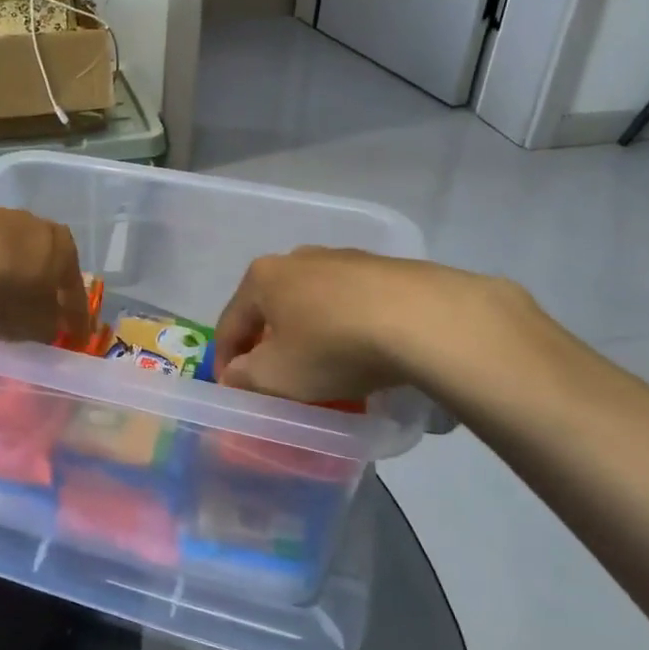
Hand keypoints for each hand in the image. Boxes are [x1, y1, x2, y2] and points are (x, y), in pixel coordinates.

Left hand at [0, 200, 89, 346]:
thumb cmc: (4, 291)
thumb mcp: (32, 323)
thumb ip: (46, 326)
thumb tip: (48, 326)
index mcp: (63, 248)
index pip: (74, 289)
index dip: (76, 318)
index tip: (76, 338)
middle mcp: (35, 224)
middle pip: (42, 263)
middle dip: (41, 288)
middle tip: (36, 313)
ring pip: (9, 251)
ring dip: (7, 273)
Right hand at [214, 248, 533, 403]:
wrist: (424, 320)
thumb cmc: (332, 346)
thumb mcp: (276, 376)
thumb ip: (244, 378)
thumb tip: (236, 374)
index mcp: (262, 277)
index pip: (230, 322)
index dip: (225, 361)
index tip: (232, 391)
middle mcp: (298, 258)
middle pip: (271, 308)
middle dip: (269, 342)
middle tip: (277, 377)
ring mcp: (344, 258)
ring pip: (313, 303)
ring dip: (310, 333)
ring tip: (325, 368)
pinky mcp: (385, 269)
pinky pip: (352, 304)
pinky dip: (346, 327)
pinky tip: (363, 352)